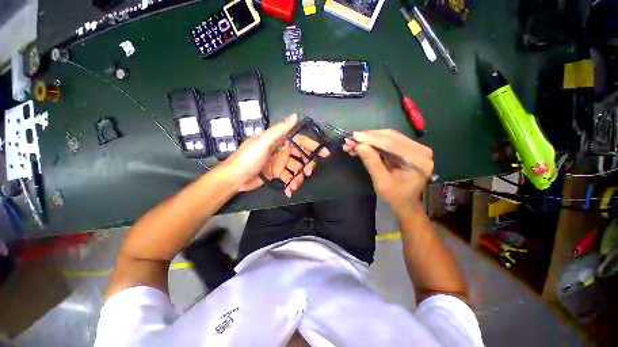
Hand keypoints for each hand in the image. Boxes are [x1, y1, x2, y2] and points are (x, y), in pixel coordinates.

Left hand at [219, 114, 329, 195]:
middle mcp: (281, 150)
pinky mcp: (276, 174)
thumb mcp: (263, 142)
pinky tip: (289, 191)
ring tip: (294, 186)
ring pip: (295, 169)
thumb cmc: (247, 159)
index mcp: (279, 141)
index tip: (324, 153)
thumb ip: (279, 130)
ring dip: (298, 178)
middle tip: (308, 174)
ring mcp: (279, 163)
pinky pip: (288, 178)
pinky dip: (290, 184)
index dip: (312, 146)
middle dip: (306, 165)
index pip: (300, 141)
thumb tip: (295, 116)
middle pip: (300, 156)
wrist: (233, 179)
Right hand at [342, 129, 432, 213]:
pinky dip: (373, 142)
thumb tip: (359, 146)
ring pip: (388, 136)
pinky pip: (389, 140)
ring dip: (369, 139)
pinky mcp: (408, 148)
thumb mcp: (381, 182)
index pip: (391, 144)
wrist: (406, 203)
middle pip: (390, 136)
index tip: (354, 136)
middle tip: (350, 140)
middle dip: (368, 137)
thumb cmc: (395, 196)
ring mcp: (416, 147)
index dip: (371, 139)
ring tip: (352, 143)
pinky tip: (361, 145)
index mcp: (418, 160)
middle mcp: (420, 149)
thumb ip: (372, 163)